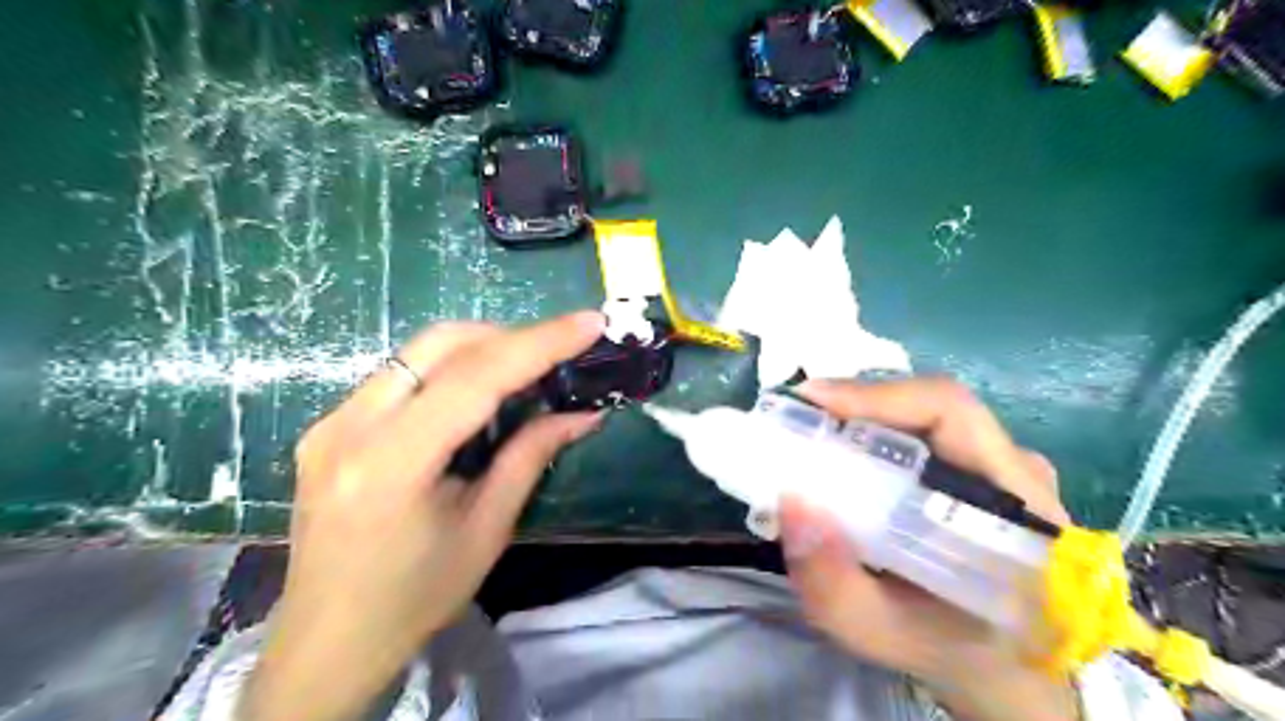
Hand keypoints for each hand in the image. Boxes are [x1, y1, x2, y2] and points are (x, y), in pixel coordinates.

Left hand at [238, 312, 607, 720]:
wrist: (328, 641)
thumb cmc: (416, 597)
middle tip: (557, 350)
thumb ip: (531, 457)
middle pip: (439, 344)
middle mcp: (348, 427)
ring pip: (417, 353)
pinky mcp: (327, 426)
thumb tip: (583, 414)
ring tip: (525, 370)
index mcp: (391, 463)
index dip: (539, 343)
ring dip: (478, 349)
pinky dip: (448, 370)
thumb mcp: (488, 529)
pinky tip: (475, 395)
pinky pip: (399, 375)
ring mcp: (330, 422)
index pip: (475, 377)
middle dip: (508, 336)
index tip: (589, 323)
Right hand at [779, 378, 1077, 720]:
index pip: (950, 412)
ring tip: (808, 434)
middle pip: (929, 406)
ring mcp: (1004, 466)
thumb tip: (789, 503)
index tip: (810, 399)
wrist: (1009, 667)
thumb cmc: (954, 650)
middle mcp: (1016, 469)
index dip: (876, 395)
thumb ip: (833, 586)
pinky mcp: (984, 470)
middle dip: (854, 404)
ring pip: (924, 417)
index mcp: (1015, 504)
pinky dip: (874, 434)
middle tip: (794, 418)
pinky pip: (924, 434)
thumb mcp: (882, 634)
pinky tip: (841, 455)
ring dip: (861, 417)